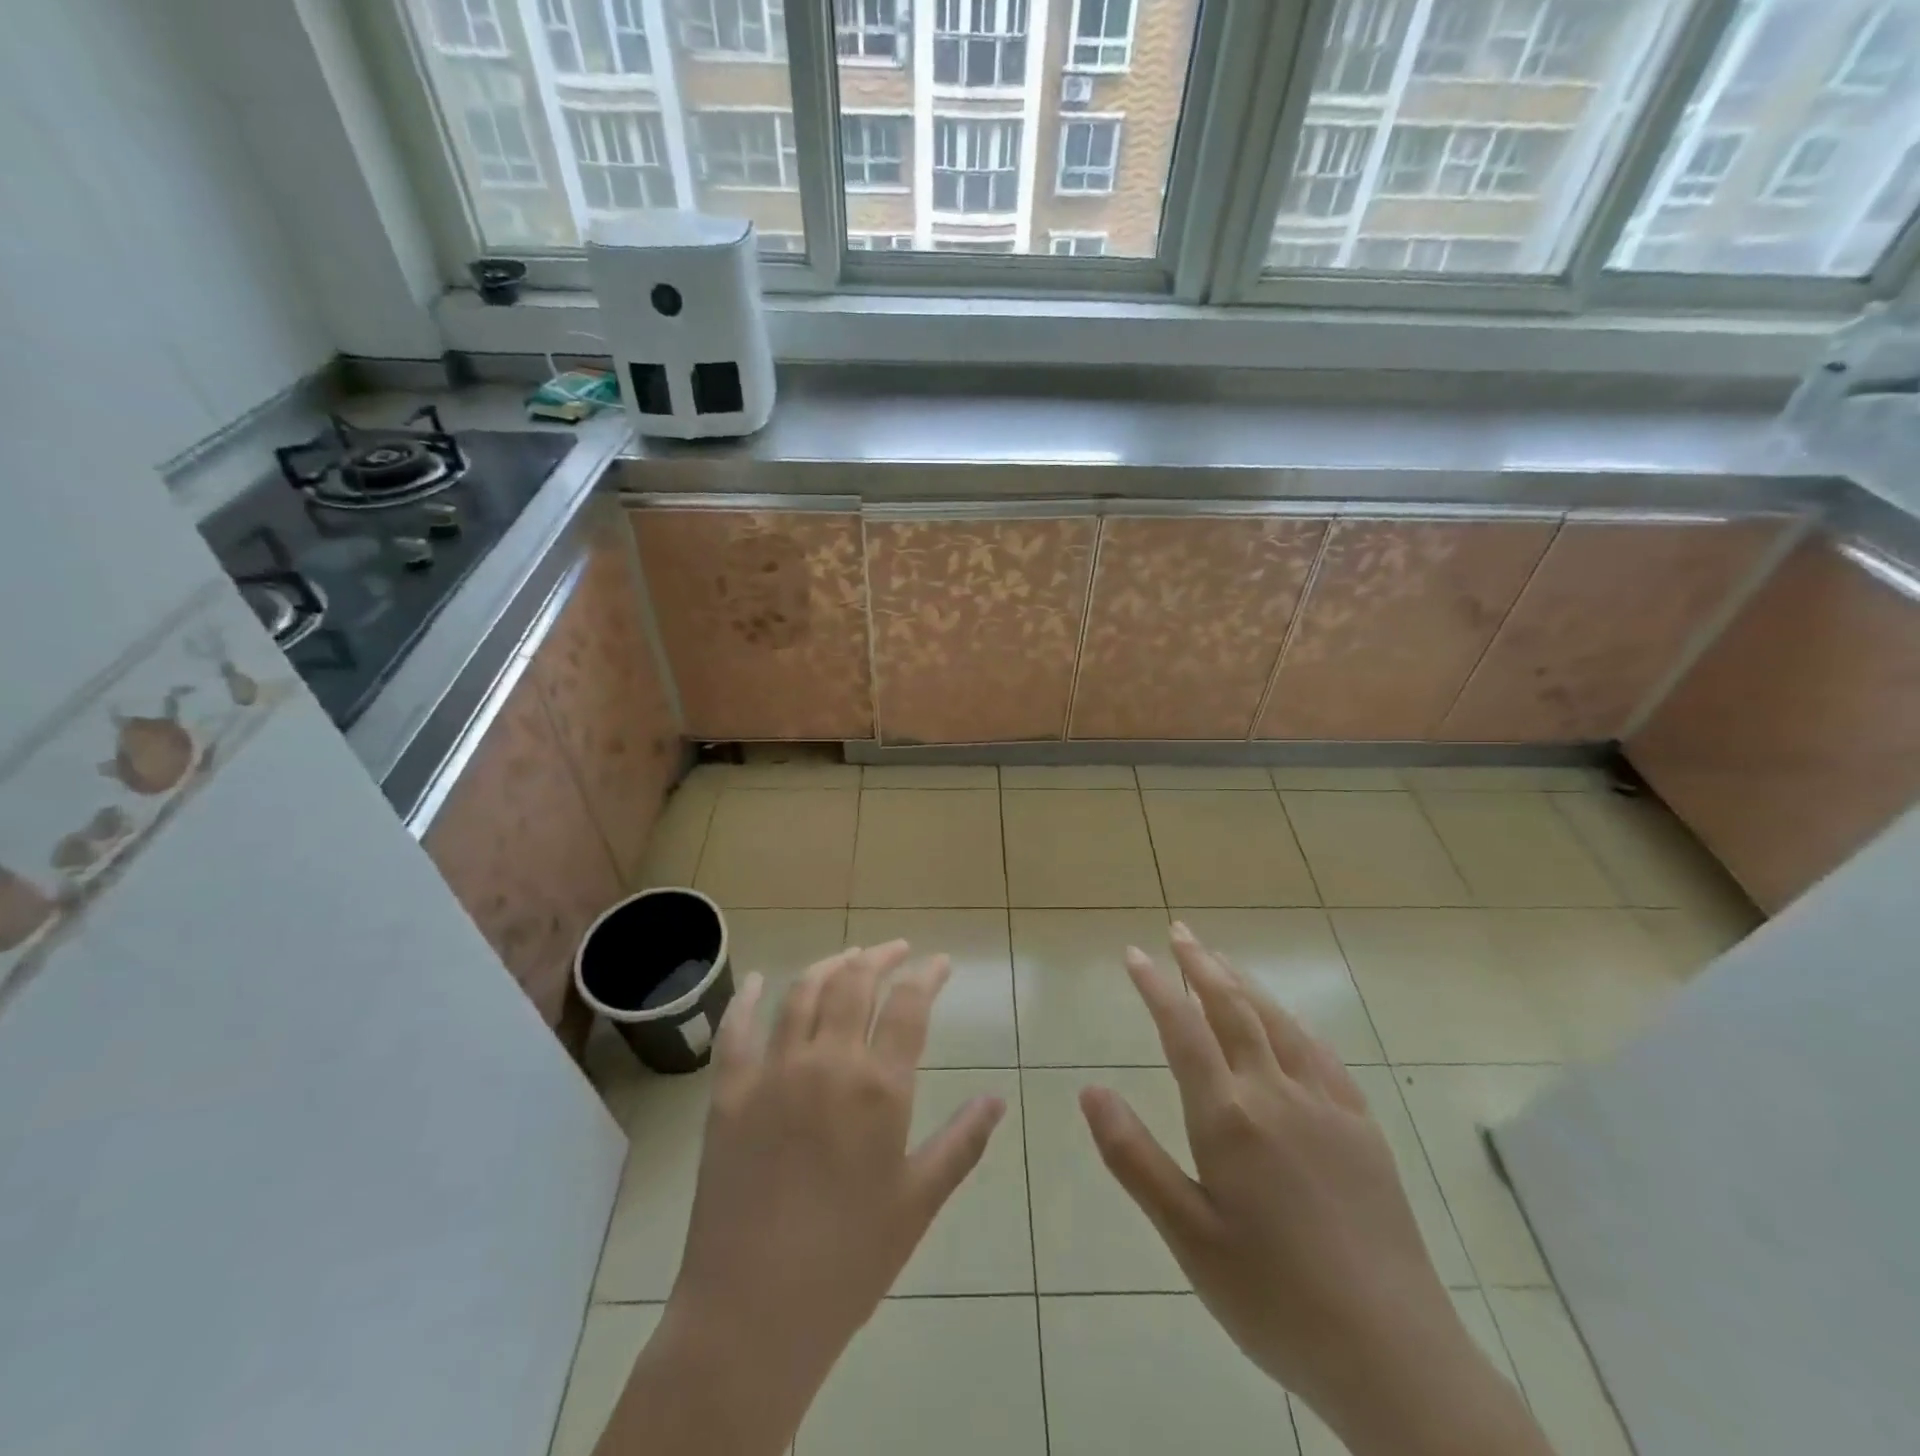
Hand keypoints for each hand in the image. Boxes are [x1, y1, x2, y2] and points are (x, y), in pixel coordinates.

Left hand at [596, 942, 1004, 1455]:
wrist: (753, 1313)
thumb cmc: (849, 1260)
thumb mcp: (919, 1202)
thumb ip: (962, 1142)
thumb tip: (998, 1098)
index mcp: (879, 1087)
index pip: (910, 1005)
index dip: (928, 975)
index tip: (940, 963)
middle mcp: (827, 1061)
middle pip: (855, 983)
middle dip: (881, 957)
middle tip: (897, 951)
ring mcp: (772, 1071)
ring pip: (803, 993)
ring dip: (830, 965)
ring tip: (849, 956)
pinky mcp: (728, 1092)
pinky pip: (736, 1029)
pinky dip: (748, 997)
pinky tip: (758, 979)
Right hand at [1080, 924, 1551, 1455]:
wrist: (1392, 1355)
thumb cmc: (1272, 1297)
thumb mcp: (1187, 1235)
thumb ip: (1134, 1156)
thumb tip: (1089, 1089)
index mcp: (1229, 1117)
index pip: (1183, 1030)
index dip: (1156, 987)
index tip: (1134, 955)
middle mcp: (1277, 1094)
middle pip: (1233, 1010)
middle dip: (1202, 964)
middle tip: (1179, 932)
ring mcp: (1326, 1107)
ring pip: (1278, 1023)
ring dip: (1244, 984)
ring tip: (1221, 960)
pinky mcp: (1363, 1129)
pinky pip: (1321, 1055)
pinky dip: (1293, 1025)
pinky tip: (1288, 1025)